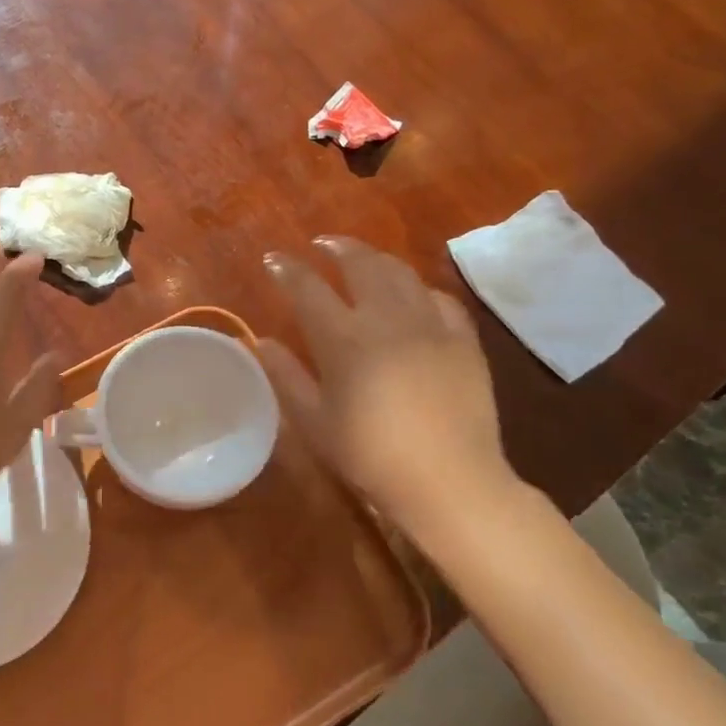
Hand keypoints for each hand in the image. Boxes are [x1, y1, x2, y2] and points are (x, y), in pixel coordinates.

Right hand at [261, 237, 515, 526]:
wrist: (449, 481)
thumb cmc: (370, 456)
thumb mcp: (315, 422)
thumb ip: (287, 376)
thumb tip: (263, 342)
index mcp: (343, 339)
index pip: (307, 289)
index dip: (288, 269)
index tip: (274, 259)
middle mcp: (385, 319)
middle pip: (359, 264)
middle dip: (337, 248)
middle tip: (322, 245)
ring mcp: (429, 325)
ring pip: (400, 273)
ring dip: (376, 258)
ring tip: (363, 258)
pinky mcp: (463, 340)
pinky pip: (440, 298)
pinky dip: (419, 289)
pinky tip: (413, 295)